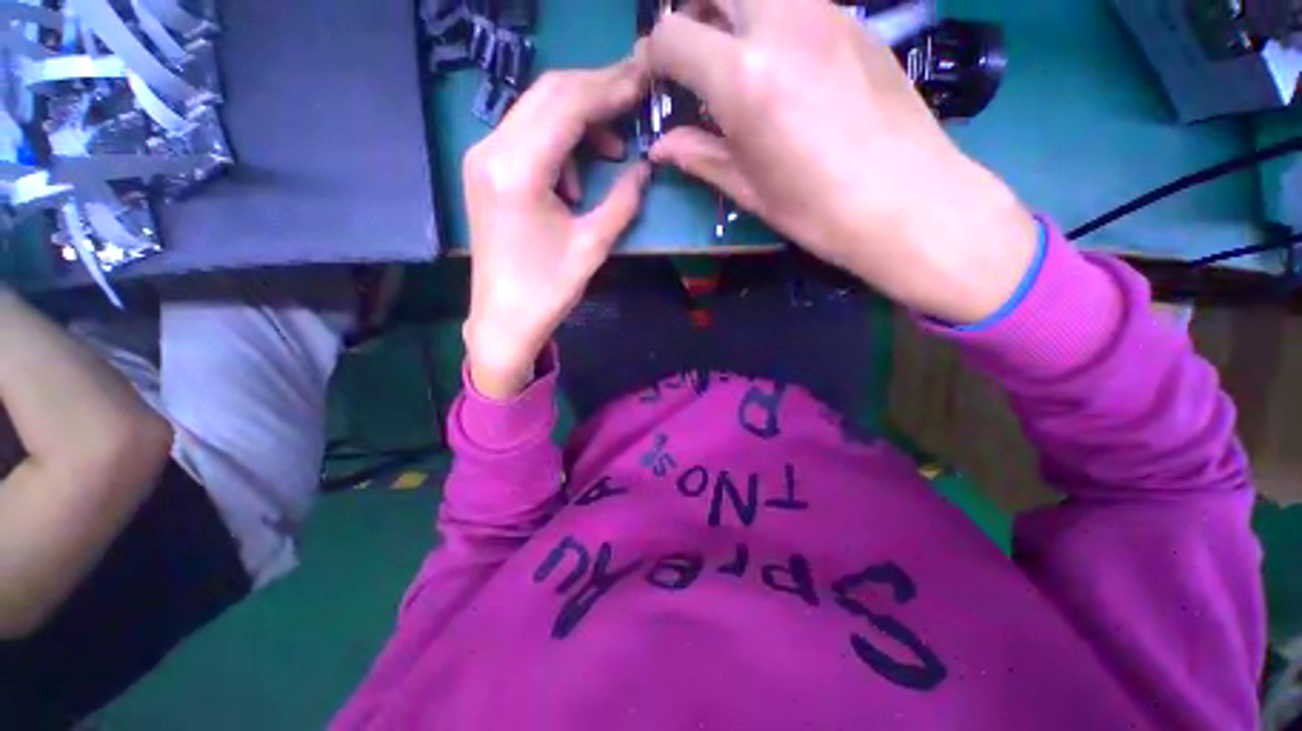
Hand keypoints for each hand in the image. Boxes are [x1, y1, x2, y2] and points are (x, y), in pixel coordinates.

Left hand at [462, 54, 651, 398]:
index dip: (609, 89)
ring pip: (536, 109)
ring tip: (611, 150)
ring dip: (578, 118)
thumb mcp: (593, 246)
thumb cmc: (548, 290)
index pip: (567, 104)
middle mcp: (492, 151)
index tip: (643, 84)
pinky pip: (526, 134)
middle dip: (595, 91)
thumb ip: (623, 201)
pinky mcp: (484, 171)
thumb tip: (645, 168)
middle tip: (634, 98)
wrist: (503, 318)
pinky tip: (575, 178)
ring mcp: (482, 158)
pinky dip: (558, 141)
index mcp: (519, 171)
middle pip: (548, 93)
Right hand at [645, 0, 1038, 323]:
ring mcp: (825, 14)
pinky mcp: (856, 21)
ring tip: (737, 58)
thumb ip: (700, 156)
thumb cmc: (816, 208)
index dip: (654, 55)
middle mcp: (780, 24)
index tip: (657, 79)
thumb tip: (661, 146)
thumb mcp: (748, 189)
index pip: (673, 35)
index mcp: (743, 77)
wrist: (905, 199)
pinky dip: (775, 20)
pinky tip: (784, 63)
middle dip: (693, 12)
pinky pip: (800, 2)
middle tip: (695, 57)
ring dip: (735, 11)